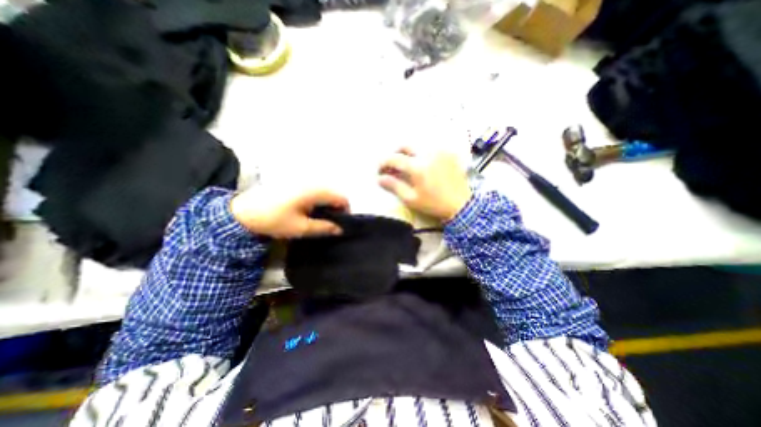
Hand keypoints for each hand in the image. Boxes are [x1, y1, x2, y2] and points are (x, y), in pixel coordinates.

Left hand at [230, 187, 348, 238]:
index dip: (345, 211)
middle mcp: (311, 182)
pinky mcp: (295, 183)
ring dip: (327, 204)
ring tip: (319, 218)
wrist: (243, 212)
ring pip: (325, 191)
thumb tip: (340, 229)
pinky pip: (315, 190)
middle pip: (334, 193)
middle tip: (329, 223)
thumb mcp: (301, 228)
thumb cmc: (274, 220)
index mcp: (314, 191)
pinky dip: (318, 200)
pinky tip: (309, 210)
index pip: (341, 198)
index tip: (340, 224)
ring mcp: (302, 181)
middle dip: (336, 208)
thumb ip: (323, 227)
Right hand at [379, 149, 470, 220]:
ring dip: (409, 153)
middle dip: (396, 154)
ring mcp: (440, 151)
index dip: (383, 163)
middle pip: (405, 146)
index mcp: (417, 166)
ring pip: (418, 146)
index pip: (394, 159)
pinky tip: (424, 164)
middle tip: (393, 166)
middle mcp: (428, 154)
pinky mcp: (448, 153)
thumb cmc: (433, 204)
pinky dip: (422, 154)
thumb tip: (379, 178)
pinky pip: (431, 148)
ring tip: (408, 165)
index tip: (380, 171)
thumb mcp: (411, 199)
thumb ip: (394, 186)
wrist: (461, 205)